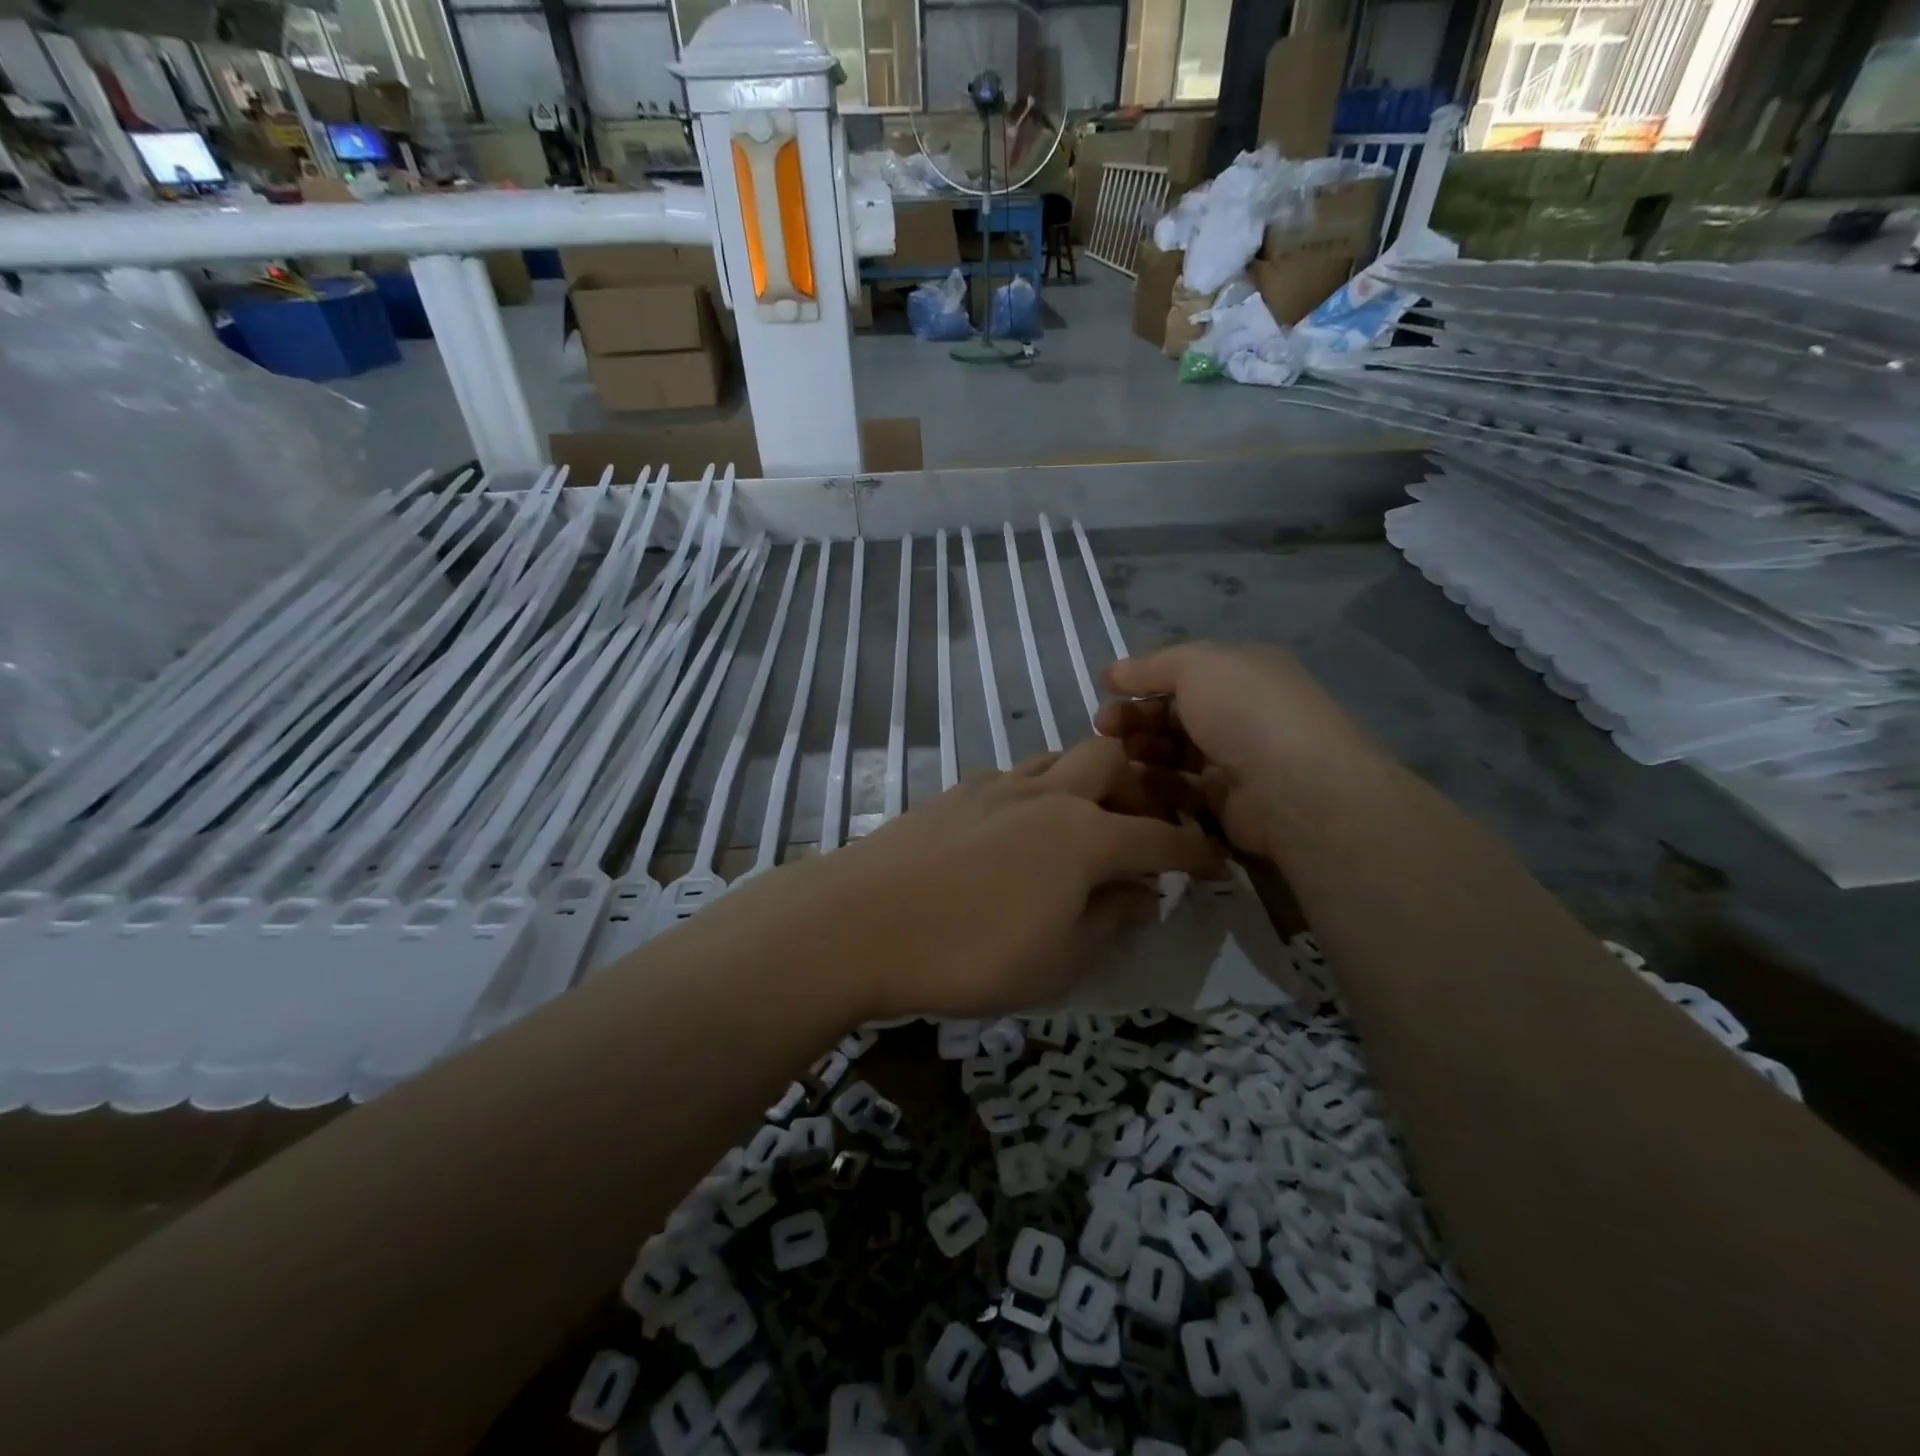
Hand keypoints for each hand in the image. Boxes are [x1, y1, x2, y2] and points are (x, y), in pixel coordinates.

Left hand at [741, 736, 1220, 1021]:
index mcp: (1085, 835)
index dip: (1194, 851)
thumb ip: (1111, 923)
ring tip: (1086, 823)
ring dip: (1087, 782)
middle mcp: (1047, 795)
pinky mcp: (956, 792)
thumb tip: (1142, 894)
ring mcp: (997, 786)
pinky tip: (1020, 828)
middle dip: (1141, 788)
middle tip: (1143, 829)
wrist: (859, 922)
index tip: (1216, 860)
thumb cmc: (969, 955)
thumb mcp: (1059, 964)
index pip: (1160, 838)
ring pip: (1060, 759)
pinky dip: (1037, 791)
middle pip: (1111, 762)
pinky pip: (1014, 776)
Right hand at [1094, 641, 1379, 860]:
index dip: (1141, 680)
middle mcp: (1239, 714)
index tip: (1105, 691)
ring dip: (1141, 750)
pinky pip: (1180, 789)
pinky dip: (1155, 785)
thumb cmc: (1243, 711)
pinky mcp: (1225, 803)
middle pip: (1173, 713)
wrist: (1293, 787)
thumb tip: (1111, 672)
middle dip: (1134, 717)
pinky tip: (1132, 783)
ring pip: (1173, 752)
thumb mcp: (1195, 665)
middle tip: (1103, 729)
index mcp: (1241, 674)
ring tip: (1114, 756)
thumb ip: (1150, 667)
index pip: (1182, 673)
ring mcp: (1234, 760)